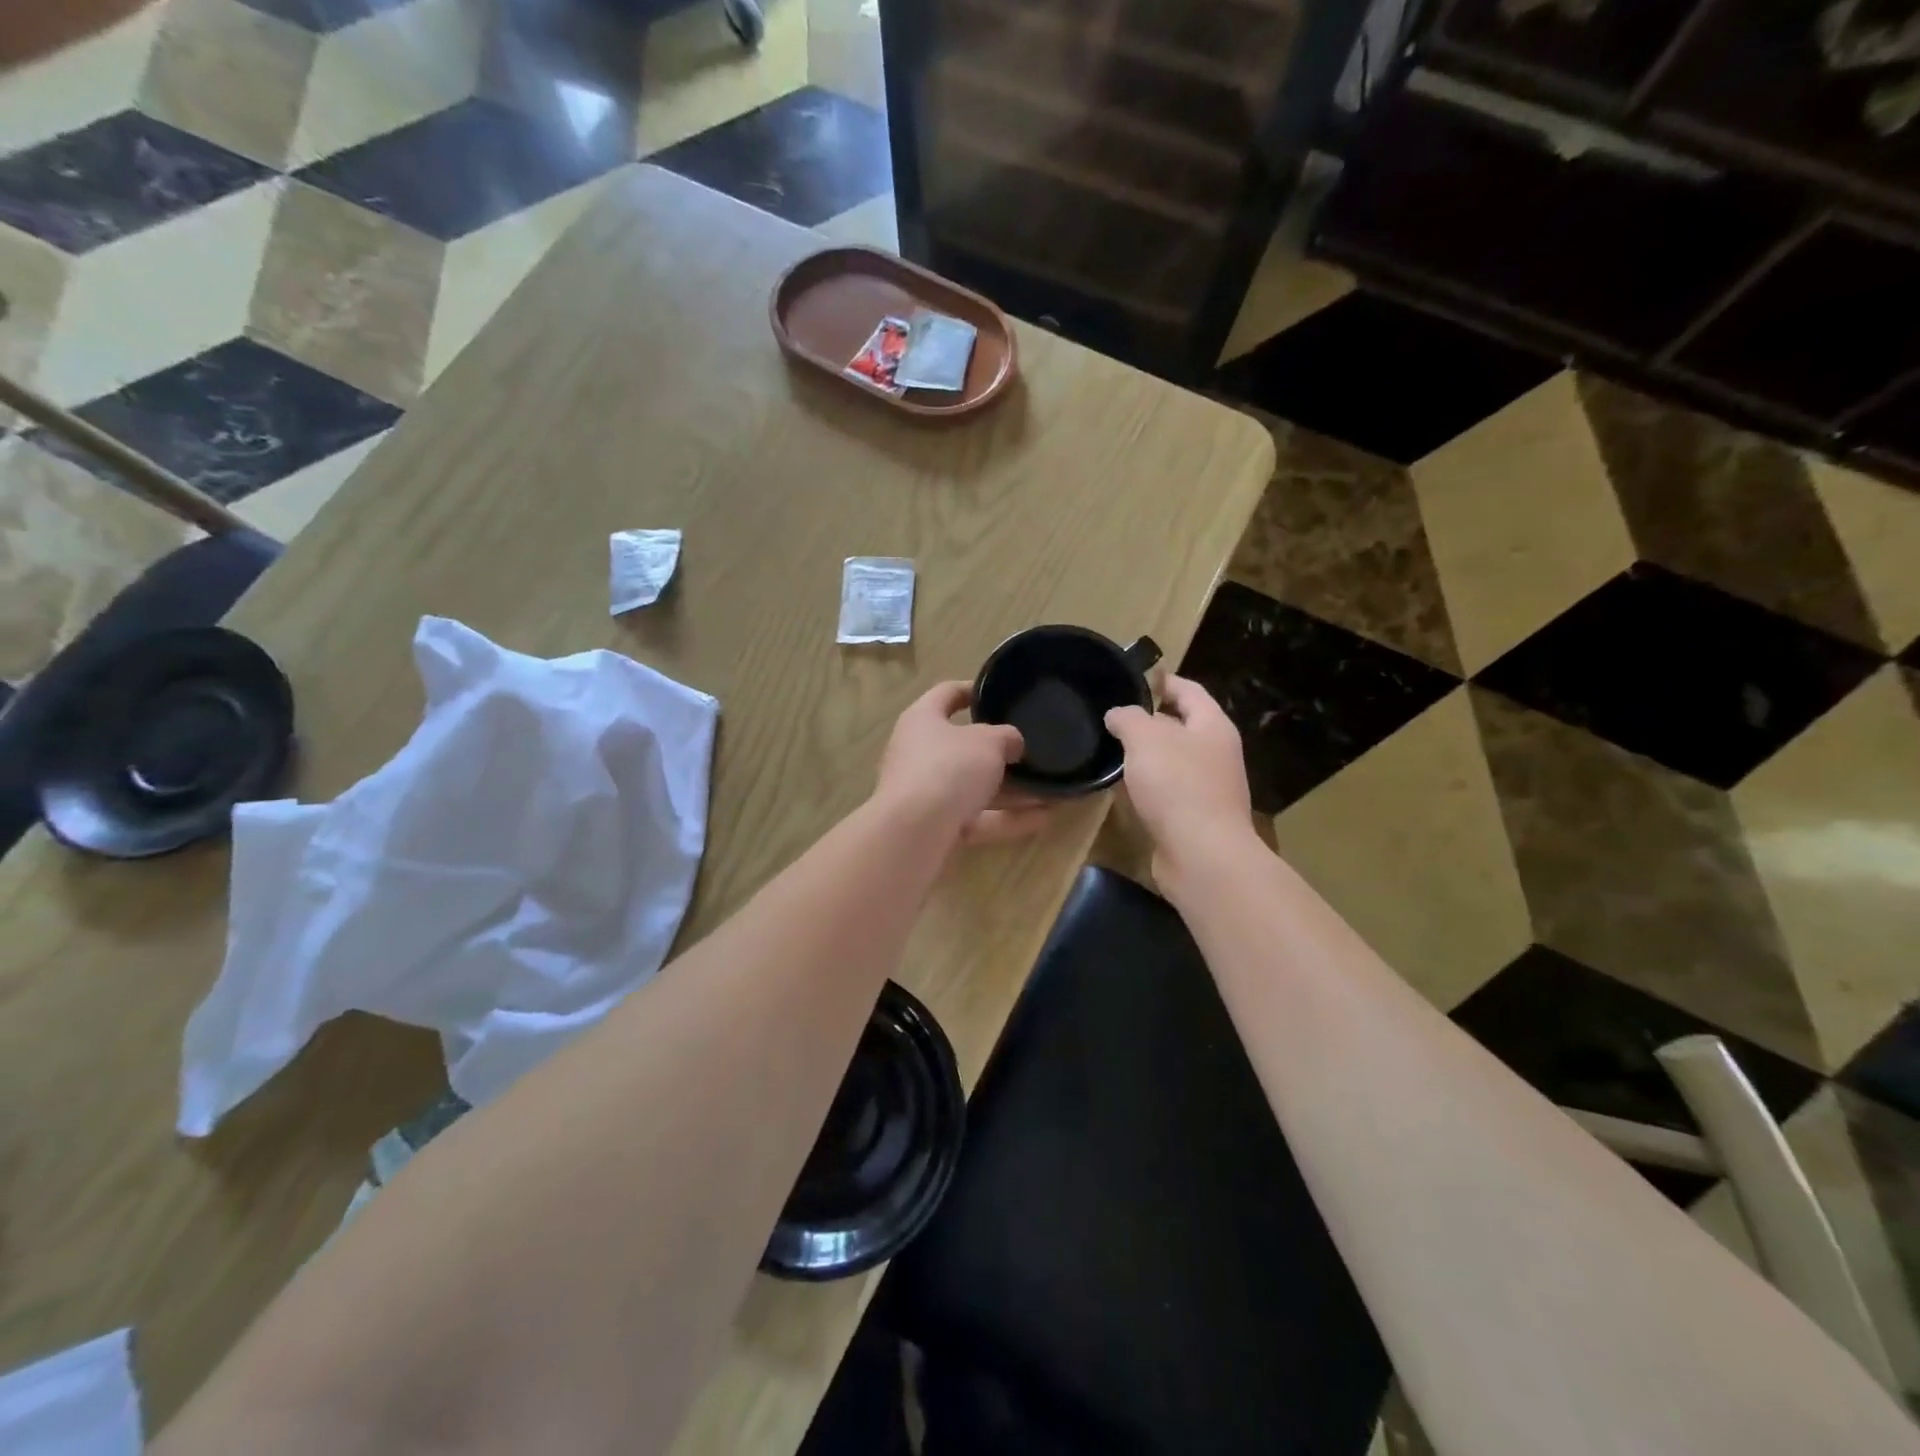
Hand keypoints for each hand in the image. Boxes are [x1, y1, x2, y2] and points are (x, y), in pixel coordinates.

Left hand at [876, 682, 1052, 844]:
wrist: (914, 833)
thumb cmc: (949, 768)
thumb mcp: (988, 742)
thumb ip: (1005, 737)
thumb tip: (1011, 743)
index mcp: (922, 720)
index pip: (946, 694)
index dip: (972, 690)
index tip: (1000, 694)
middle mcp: (918, 753)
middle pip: (962, 746)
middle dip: (998, 751)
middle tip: (1031, 750)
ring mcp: (925, 793)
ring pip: (973, 787)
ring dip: (1011, 790)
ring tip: (1050, 791)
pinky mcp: (935, 827)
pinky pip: (977, 818)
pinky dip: (1006, 819)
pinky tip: (1043, 819)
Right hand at [1104, 675, 1257, 882]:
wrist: (1202, 855)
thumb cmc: (1177, 785)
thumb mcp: (1145, 738)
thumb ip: (1129, 718)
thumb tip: (1118, 715)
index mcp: (1212, 726)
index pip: (1188, 690)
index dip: (1161, 681)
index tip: (1131, 680)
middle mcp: (1216, 753)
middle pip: (1181, 726)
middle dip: (1149, 721)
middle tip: (1112, 719)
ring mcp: (1209, 787)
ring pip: (1173, 761)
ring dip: (1146, 757)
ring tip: (1111, 752)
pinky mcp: (1196, 818)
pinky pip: (1168, 792)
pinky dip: (1148, 787)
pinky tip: (1123, 790)